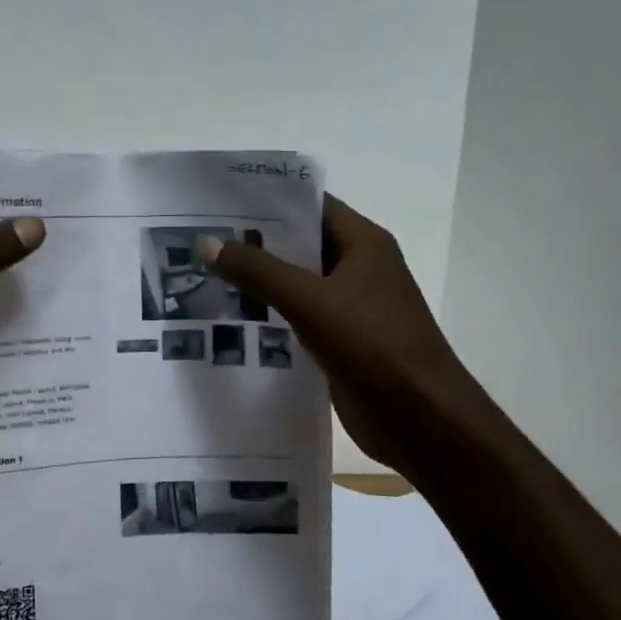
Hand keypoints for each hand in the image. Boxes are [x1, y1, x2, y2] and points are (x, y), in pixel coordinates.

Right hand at [199, 196, 476, 472]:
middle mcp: (358, 268)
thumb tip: (206, 242)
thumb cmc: (374, 345)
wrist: (420, 418)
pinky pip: (297, 319)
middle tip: (199, 238)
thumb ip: (258, 271)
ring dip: (257, 282)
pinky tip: (229, 319)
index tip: (218, 202)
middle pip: (300, 245)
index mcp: (364, 244)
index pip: (311, 207)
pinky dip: (268, 317)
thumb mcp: (311, 301)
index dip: (267, 201)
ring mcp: (350, 307)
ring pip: (296, 285)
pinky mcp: (340, 342)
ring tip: (202, 273)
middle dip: (253, 242)